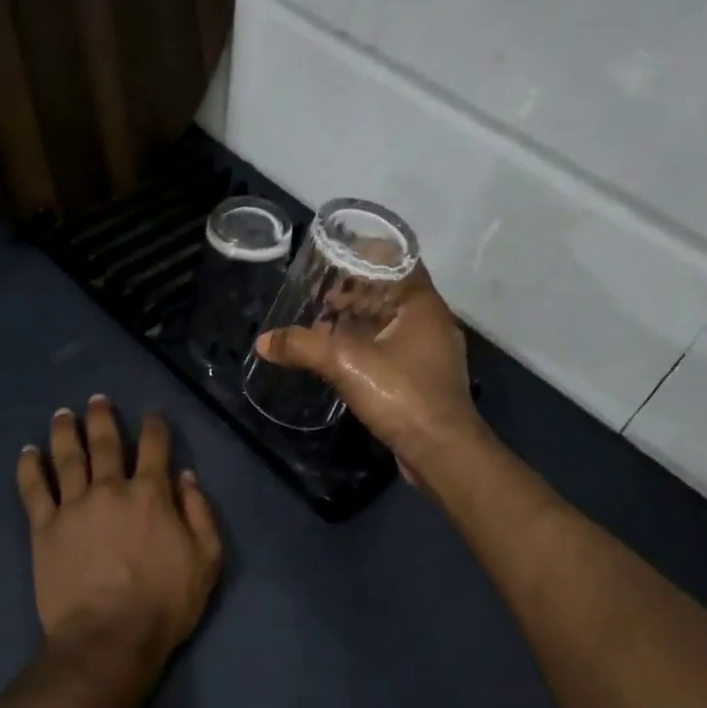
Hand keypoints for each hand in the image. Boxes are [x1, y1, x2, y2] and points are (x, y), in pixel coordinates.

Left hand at [16, 397, 223, 672]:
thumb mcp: (207, 559)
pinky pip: (34, 490)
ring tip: (63, 414)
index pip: (154, 446)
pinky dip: (29, 467)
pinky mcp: (45, 528)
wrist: (108, 638)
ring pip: (67, 457)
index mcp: (150, 493)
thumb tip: (186, 476)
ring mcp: (73, 505)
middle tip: (97, 400)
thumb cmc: (164, 602)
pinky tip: (27, 451)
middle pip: (105, 442)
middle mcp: (110, 488)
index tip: (152, 415)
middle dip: (102, 417)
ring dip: (65, 431)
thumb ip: (200, 512)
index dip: (155, 426)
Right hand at [254, 272, 489, 477]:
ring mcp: (431, 352)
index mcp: (423, 305)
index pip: (399, 260)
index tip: (333, 257)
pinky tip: (341, 356)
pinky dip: (368, 343)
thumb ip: (303, 346)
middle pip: (391, 291)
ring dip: (360, 319)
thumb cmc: (403, 394)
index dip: (366, 255)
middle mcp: (431, 322)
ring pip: (391, 321)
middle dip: (355, 290)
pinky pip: (393, 347)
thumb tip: (264, 341)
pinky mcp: (425, 378)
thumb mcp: (346, 363)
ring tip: (323, 323)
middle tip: (319, 293)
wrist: (442, 452)